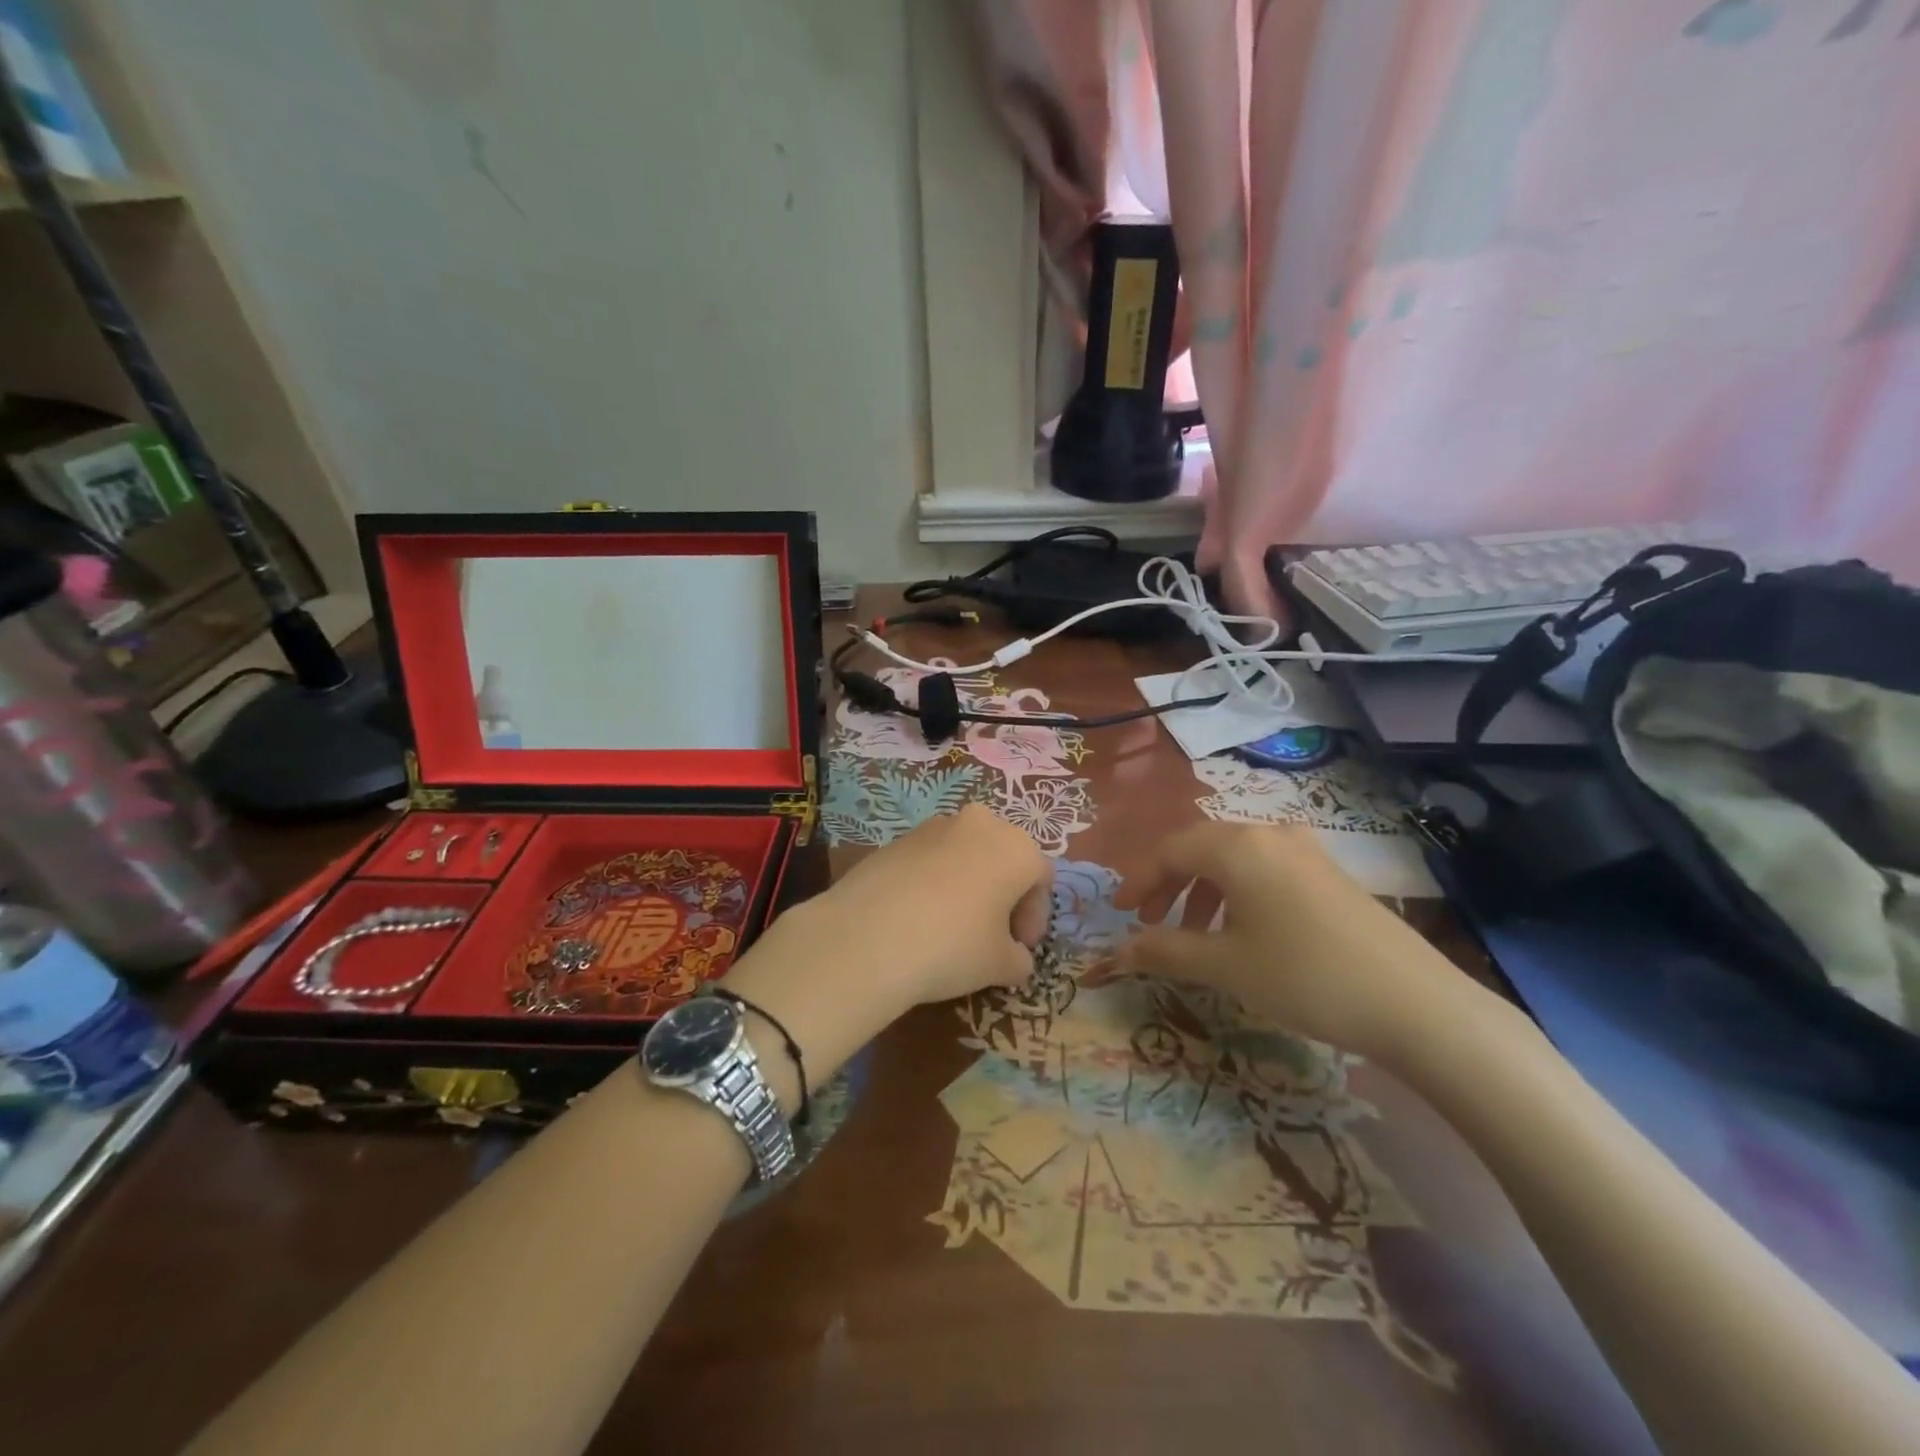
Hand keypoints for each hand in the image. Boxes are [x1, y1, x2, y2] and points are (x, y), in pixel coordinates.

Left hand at [788, 804, 1053, 1007]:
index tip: (1020, 947)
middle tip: (992, 934)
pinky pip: (929, 859)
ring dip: (968, 884)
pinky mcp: (896, 839)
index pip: (1040, 878)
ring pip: (964, 854)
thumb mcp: (1000, 965)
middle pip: (1003, 856)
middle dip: (1003, 893)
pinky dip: (933, 882)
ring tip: (952, 926)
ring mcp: (933, 827)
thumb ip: (1018, 959)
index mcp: (1016, 847)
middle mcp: (979, 824)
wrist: (868, 936)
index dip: (1035, 916)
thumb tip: (1015, 958)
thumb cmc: (953, 946)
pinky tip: (917, 918)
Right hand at [1115, 822, 1480, 1061]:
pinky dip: (1236, 894)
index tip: (1119, 914)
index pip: (1169, 850)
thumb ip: (1164, 951)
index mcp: (1237, 847)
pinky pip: (1264, 870)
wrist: (1414, 1004)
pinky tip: (1243, 932)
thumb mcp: (1224, 966)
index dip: (1138, 880)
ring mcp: (1305, 851)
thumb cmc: (1304, 976)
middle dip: (1168, 883)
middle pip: (1200, 847)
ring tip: (1194, 934)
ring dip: (1201, 890)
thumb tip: (1117, 951)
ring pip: (1233, 859)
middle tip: (1149, 922)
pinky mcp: (1328, 874)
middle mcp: (1269, 835)